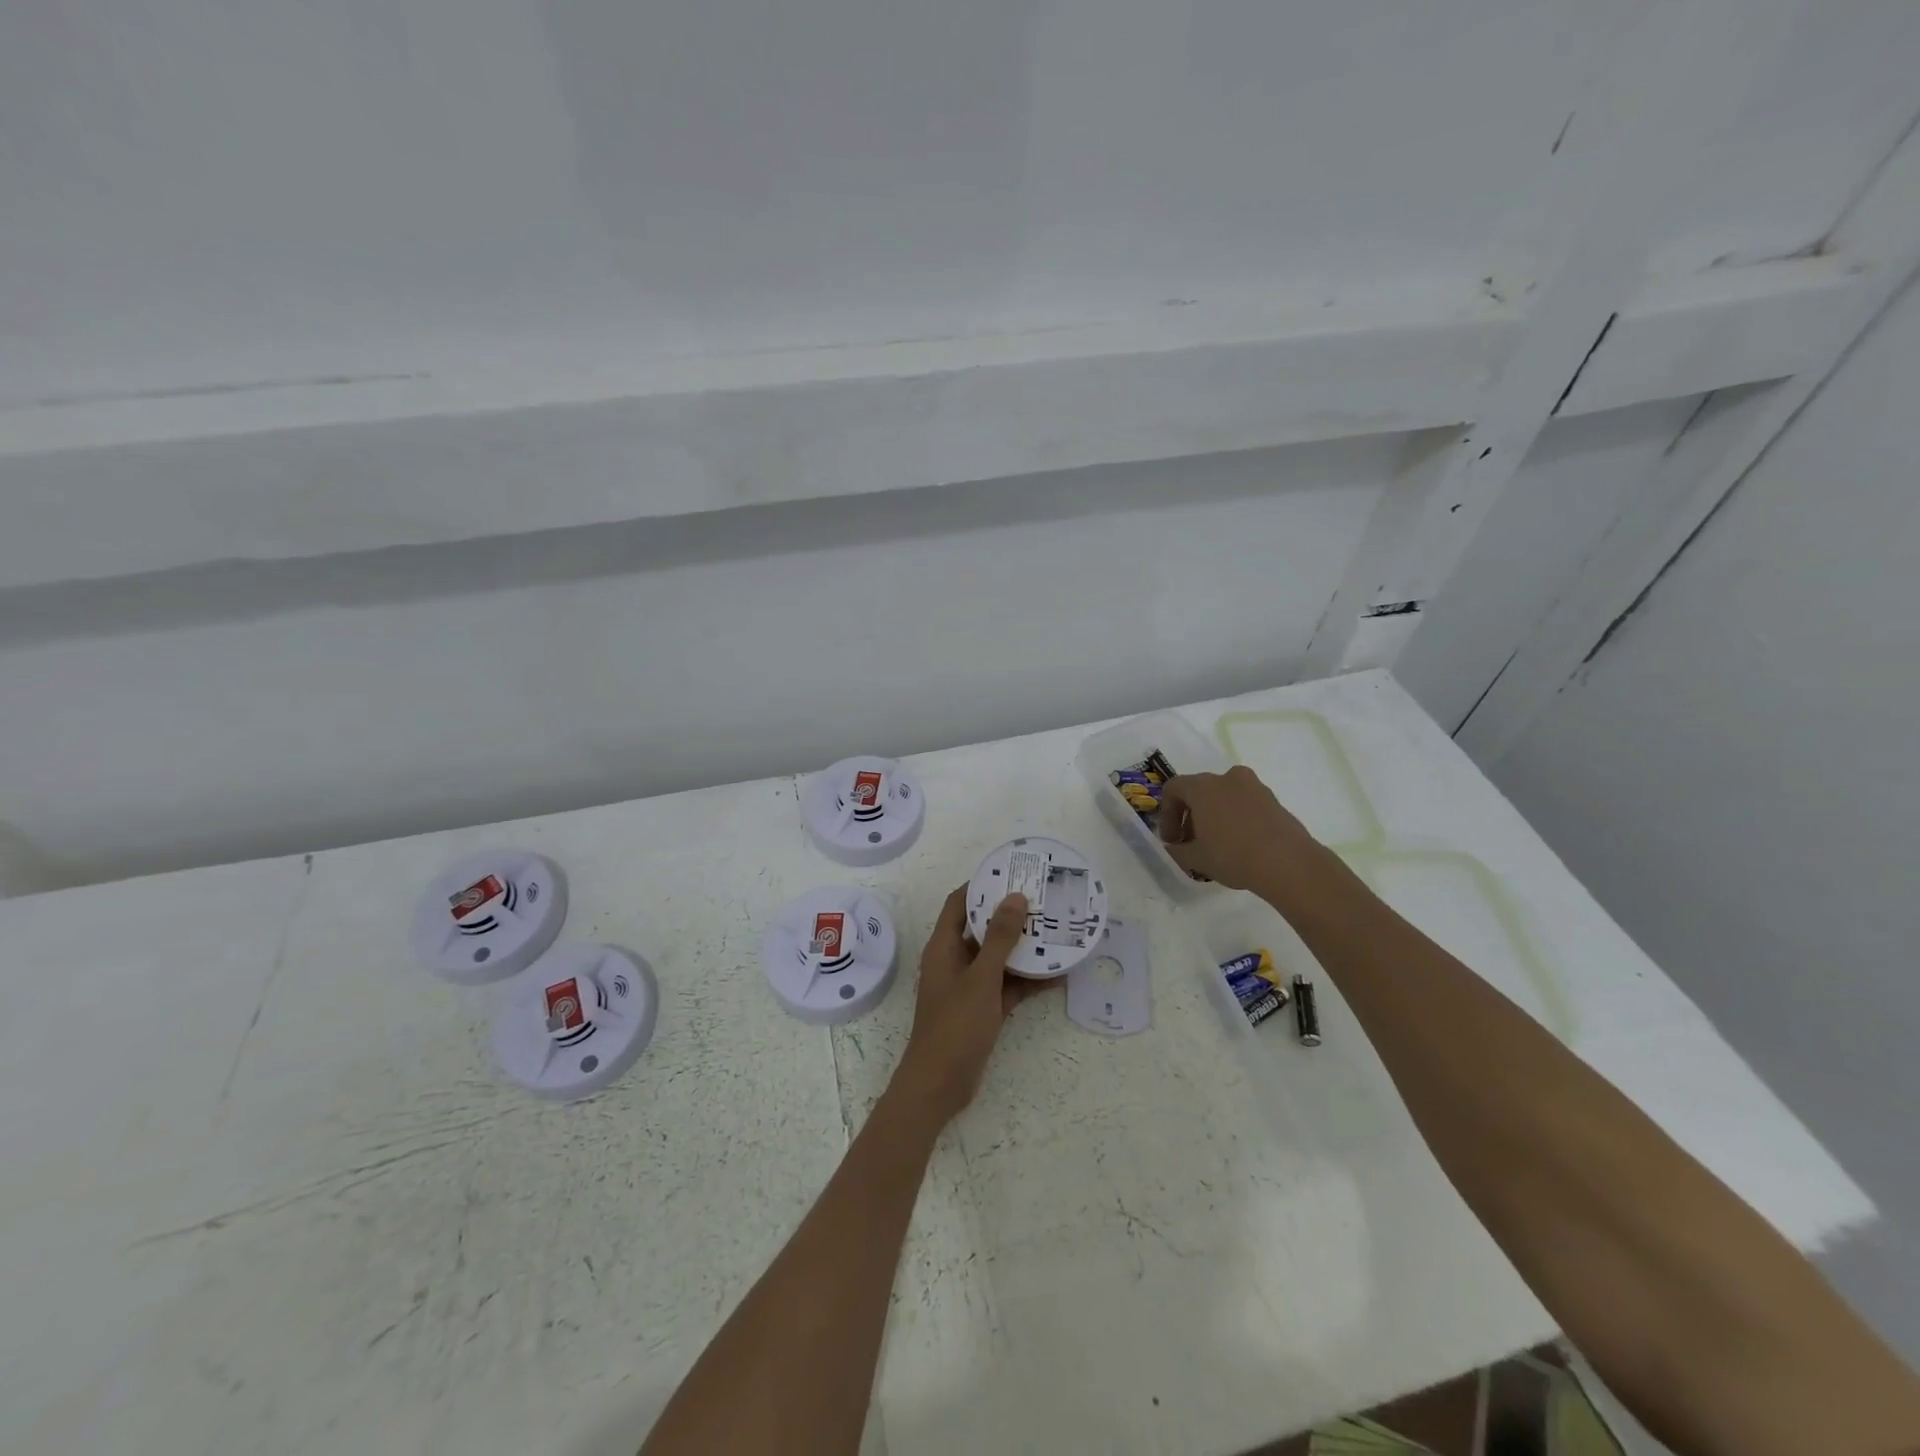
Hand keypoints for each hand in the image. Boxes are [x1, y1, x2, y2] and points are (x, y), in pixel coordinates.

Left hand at [892, 886, 1047, 1125]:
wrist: (940, 1085)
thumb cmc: (955, 1025)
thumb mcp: (981, 978)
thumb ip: (999, 939)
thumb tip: (1015, 897)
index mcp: (944, 947)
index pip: (959, 904)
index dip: (980, 886)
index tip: (1010, 873)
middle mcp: (954, 961)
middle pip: (982, 929)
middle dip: (1009, 916)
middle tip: (1042, 900)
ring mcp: (969, 986)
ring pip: (998, 958)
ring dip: (1023, 948)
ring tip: (1056, 932)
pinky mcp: (982, 1009)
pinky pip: (1007, 986)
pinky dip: (1027, 981)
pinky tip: (1057, 975)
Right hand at [1157, 765, 1326, 892]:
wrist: (1288, 863)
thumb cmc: (1232, 855)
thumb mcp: (1196, 859)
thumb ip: (1178, 850)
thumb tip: (1175, 847)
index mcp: (1203, 786)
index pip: (1174, 789)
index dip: (1167, 815)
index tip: (1171, 840)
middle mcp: (1228, 778)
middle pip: (1200, 791)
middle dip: (1191, 816)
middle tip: (1191, 843)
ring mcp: (1254, 787)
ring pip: (1224, 797)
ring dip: (1215, 816)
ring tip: (1217, 845)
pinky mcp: (1274, 800)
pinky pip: (1245, 804)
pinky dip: (1237, 818)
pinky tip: (1240, 845)